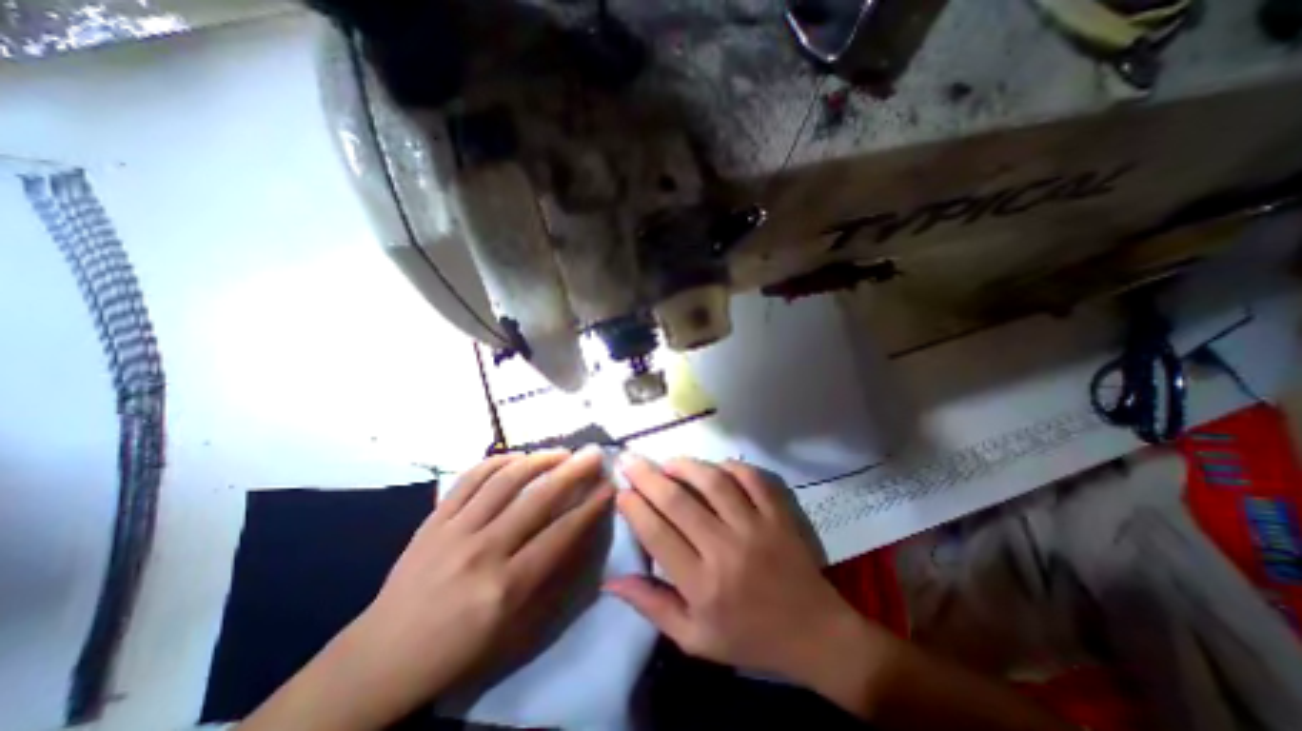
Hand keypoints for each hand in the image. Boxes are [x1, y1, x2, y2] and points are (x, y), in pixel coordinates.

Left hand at [240, 446, 617, 730]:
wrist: (382, 658)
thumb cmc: (459, 649)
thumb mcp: (515, 630)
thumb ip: (552, 580)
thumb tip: (580, 536)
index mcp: (505, 587)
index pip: (561, 534)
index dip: (590, 507)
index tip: (609, 486)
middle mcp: (482, 552)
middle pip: (538, 500)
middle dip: (573, 472)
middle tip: (593, 454)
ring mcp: (453, 530)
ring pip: (504, 481)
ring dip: (538, 460)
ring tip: (560, 451)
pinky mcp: (433, 519)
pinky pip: (469, 479)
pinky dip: (497, 462)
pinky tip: (517, 457)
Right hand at [606, 456, 901, 714]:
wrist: (814, 634)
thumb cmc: (749, 638)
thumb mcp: (694, 639)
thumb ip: (652, 607)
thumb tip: (610, 579)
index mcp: (702, 585)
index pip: (657, 535)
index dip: (634, 508)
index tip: (621, 491)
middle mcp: (725, 550)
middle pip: (678, 502)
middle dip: (647, 476)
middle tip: (630, 459)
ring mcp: (756, 527)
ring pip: (713, 482)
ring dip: (685, 465)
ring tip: (668, 461)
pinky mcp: (779, 514)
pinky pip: (751, 478)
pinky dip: (730, 466)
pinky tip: (715, 467)